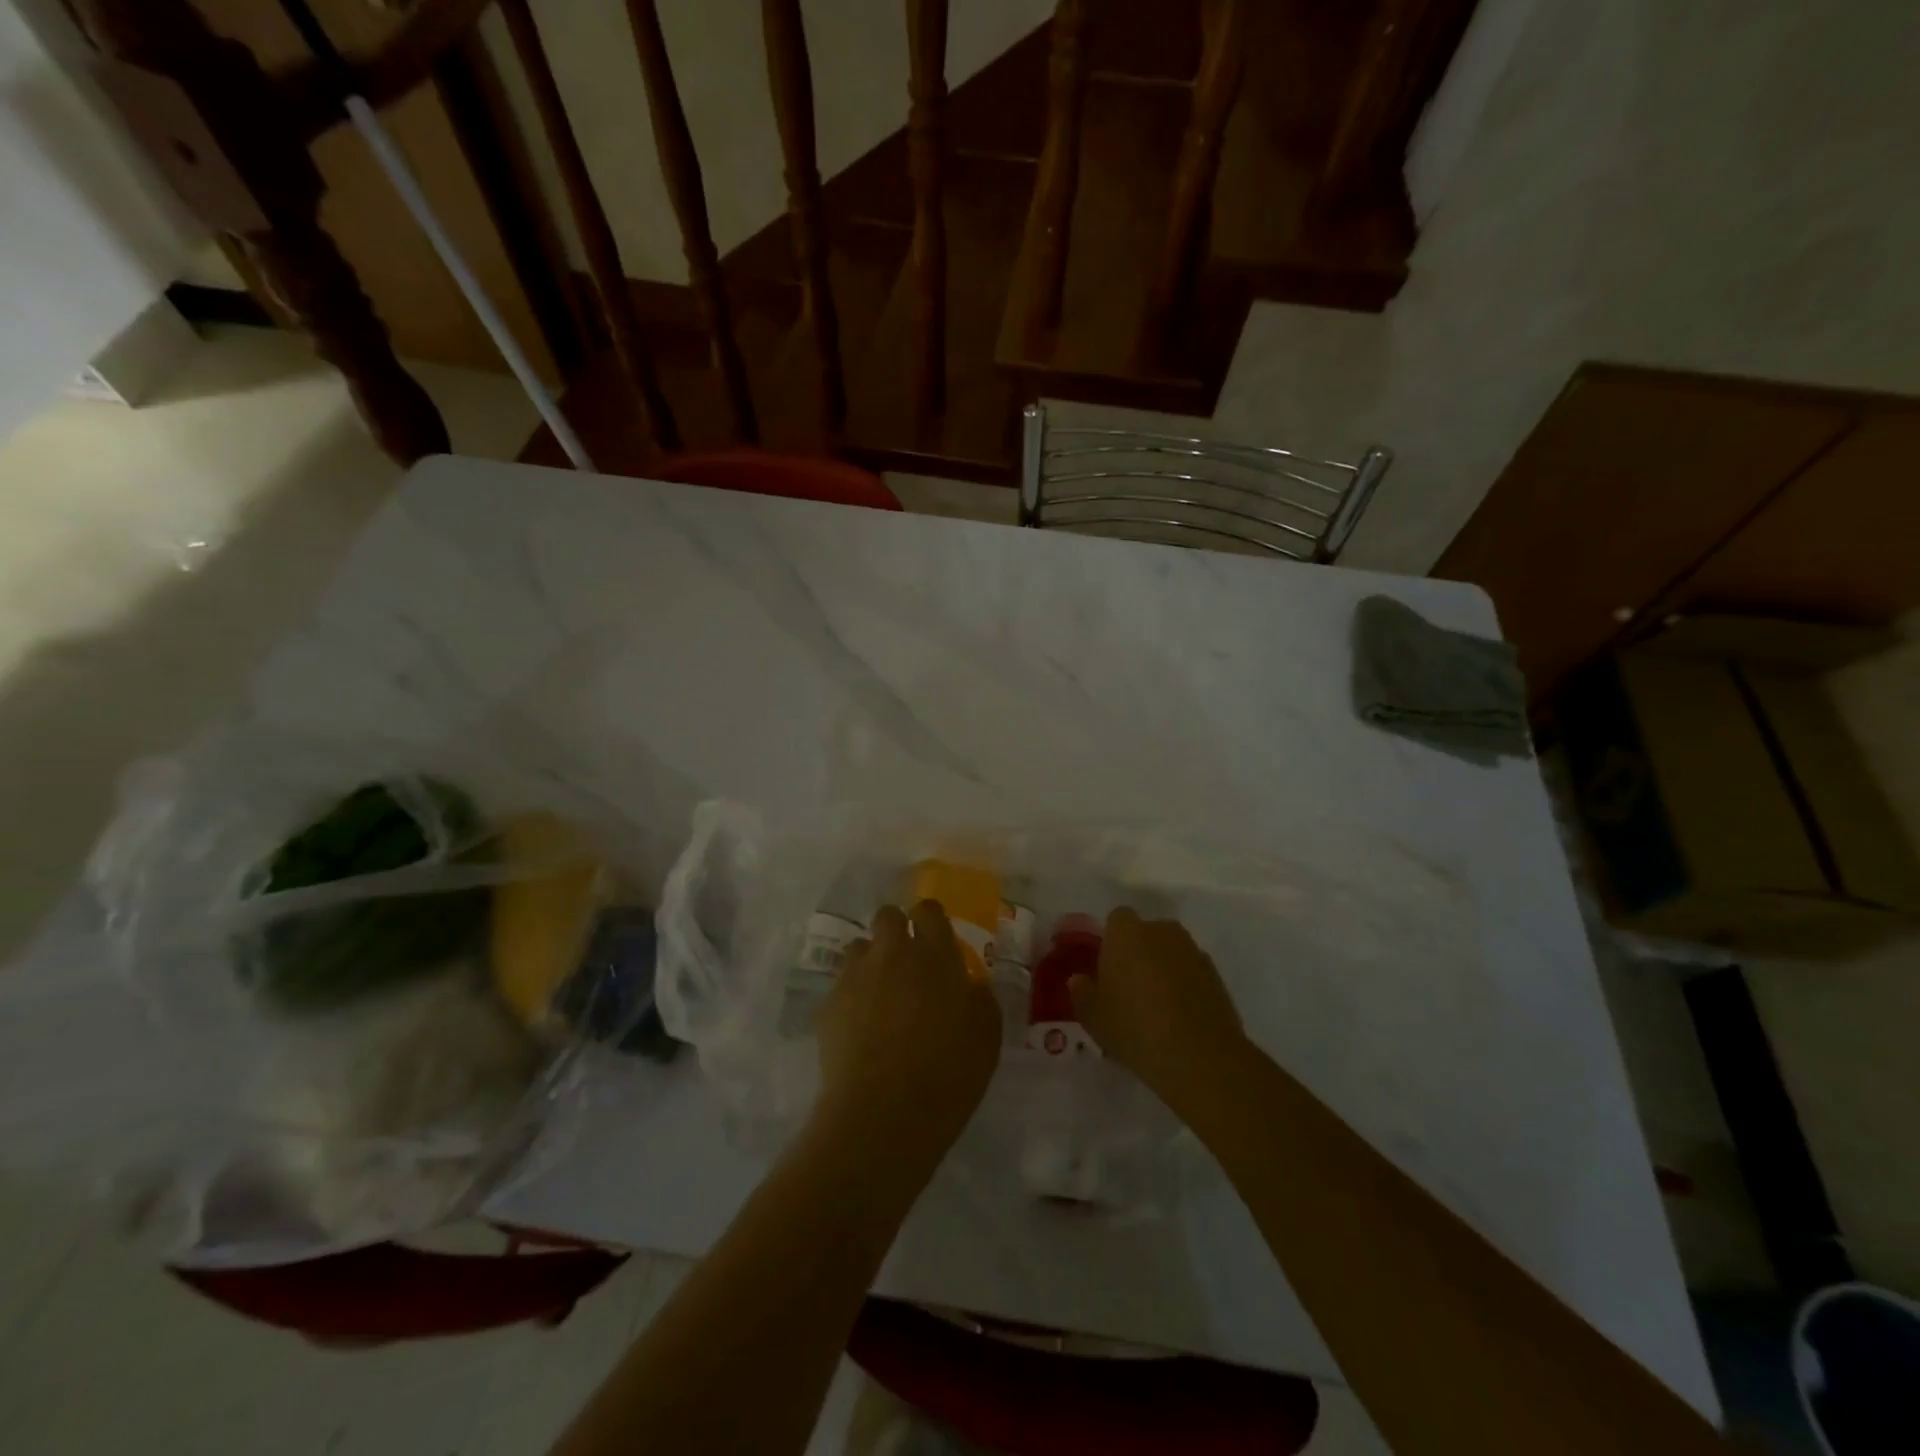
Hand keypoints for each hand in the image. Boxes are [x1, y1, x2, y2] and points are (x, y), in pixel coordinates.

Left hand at [813, 901, 1001, 1178]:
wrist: (884, 1114)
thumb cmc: (948, 1073)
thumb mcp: (986, 1034)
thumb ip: (977, 996)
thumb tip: (967, 984)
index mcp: (934, 953)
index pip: (928, 910)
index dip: (930, 920)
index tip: (935, 940)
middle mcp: (892, 953)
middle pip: (887, 916)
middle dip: (895, 930)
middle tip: (906, 964)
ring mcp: (855, 975)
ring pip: (860, 948)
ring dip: (871, 963)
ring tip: (880, 997)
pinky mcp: (828, 1004)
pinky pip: (841, 986)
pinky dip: (852, 998)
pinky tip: (860, 1030)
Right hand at [1071, 907, 1245, 1111]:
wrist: (1200, 1056)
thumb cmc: (1135, 1027)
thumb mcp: (1093, 1017)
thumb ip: (1082, 993)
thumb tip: (1080, 980)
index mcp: (1127, 932)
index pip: (1116, 920)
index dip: (1111, 942)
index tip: (1106, 970)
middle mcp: (1162, 931)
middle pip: (1146, 934)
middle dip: (1138, 954)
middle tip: (1128, 989)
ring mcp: (1193, 951)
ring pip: (1170, 953)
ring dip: (1162, 970)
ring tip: (1155, 1008)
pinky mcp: (1216, 976)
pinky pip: (1191, 973)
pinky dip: (1184, 987)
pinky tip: (1178, 1019)